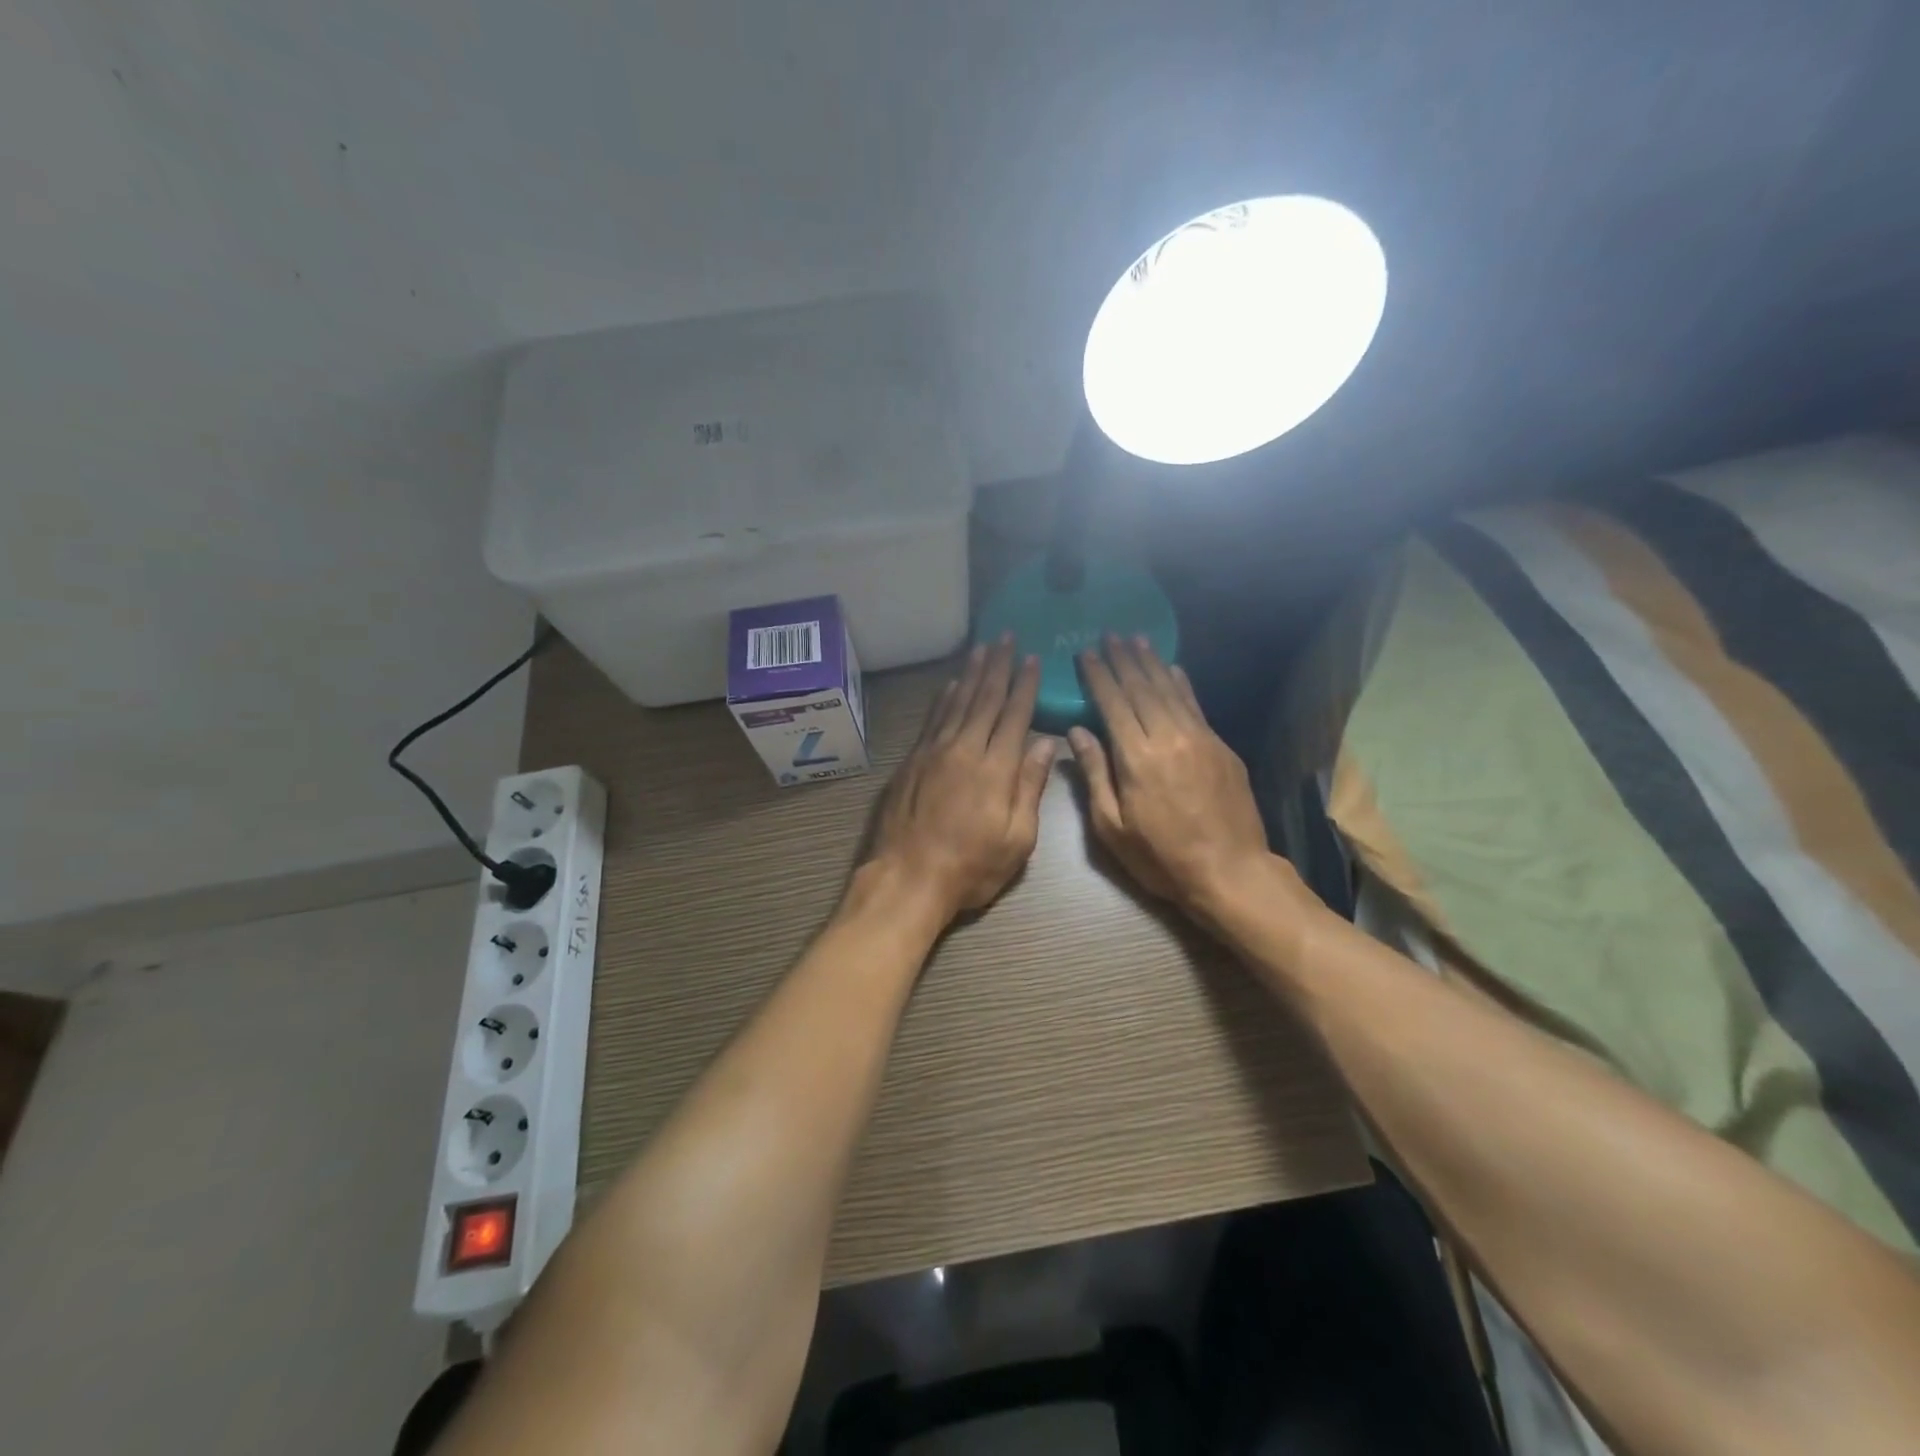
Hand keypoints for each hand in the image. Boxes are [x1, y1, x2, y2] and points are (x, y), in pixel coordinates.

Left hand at [867, 637, 1055, 921]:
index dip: (1025, 685)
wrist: (907, 878)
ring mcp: (934, 752)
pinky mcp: (912, 761)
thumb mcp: (1017, 839)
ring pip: (957, 702)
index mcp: (996, 768)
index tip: (1032, 659)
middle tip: (1006, 638)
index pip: (1015, 715)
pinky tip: (951, 684)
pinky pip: (932, 719)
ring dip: (971, 673)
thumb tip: (1046, 742)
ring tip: (982, 648)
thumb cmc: (971, 867)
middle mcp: (964, 749)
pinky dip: (944, 697)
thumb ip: (1031, 787)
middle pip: (985, 699)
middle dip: (998, 667)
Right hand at [1069, 636, 1275, 913]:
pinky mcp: (1221, 747)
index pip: (1113, 704)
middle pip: (1142, 689)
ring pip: (1170, 690)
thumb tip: (1076, 732)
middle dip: (1123, 660)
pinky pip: (1196, 705)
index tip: (1086, 653)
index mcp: (1137, 758)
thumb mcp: (1112, 827)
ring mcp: (1200, 739)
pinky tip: (1173, 669)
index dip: (1099, 677)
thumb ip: (1095, 775)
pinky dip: (1181, 684)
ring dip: (1151, 663)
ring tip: (1137, 639)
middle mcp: (1169, 737)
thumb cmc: (1161, 857)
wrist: (1230, 872)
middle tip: (1110, 634)